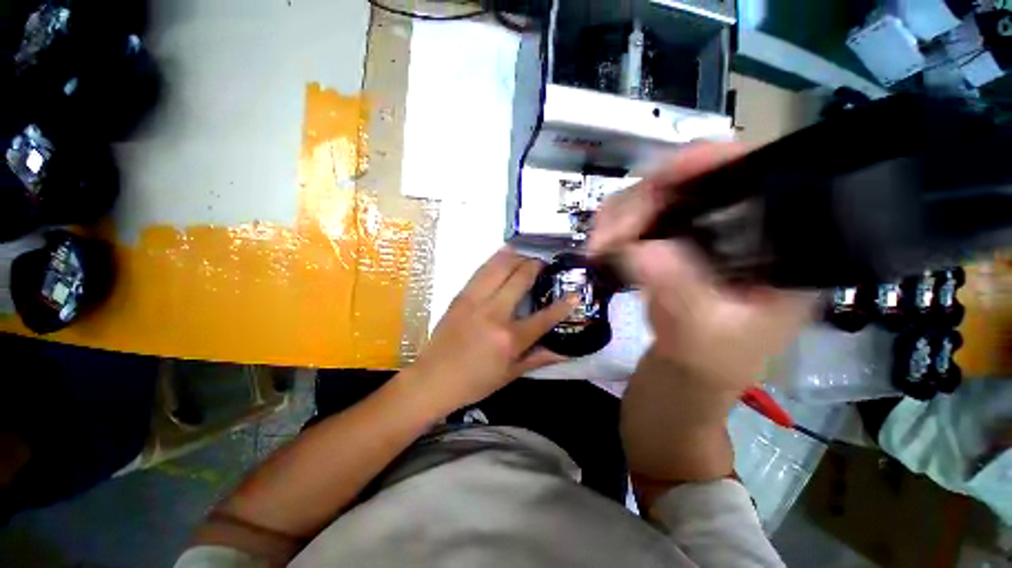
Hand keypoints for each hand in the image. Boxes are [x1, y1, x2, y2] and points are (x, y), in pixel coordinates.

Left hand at [410, 248, 576, 409]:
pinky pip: (481, 270)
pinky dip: (496, 259)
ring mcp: (475, 301)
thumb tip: (565, 352)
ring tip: (526, 256)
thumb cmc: (474, 382)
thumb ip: (539, 359)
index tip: (575, 293)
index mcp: (510, 338)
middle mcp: (495, 313)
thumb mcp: (510, 374)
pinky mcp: (461, 295)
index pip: (544, 317)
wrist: (432, 379)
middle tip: (544, 265)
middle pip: (521, 278)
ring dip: (517, 256)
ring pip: (499, 267)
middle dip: (536, 266)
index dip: (564, 304)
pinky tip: (504, 255)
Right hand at [588, 143, 815, 391]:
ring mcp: (697, 234)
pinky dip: (613, 227)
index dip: (710, 163)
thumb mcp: (703, 340)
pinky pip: (635, 219)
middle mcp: (738, 229)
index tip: (663, 175)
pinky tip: (602, 247)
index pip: (754, 179)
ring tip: (597, 247)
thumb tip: (642, 248)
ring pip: (654, 197)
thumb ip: (681, 294)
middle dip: (641, 202)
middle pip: (690, 183)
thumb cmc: (710, 369)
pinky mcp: (668, 244)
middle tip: (605, 238)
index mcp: (776, 249)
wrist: (684, 382)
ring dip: (618, 216)